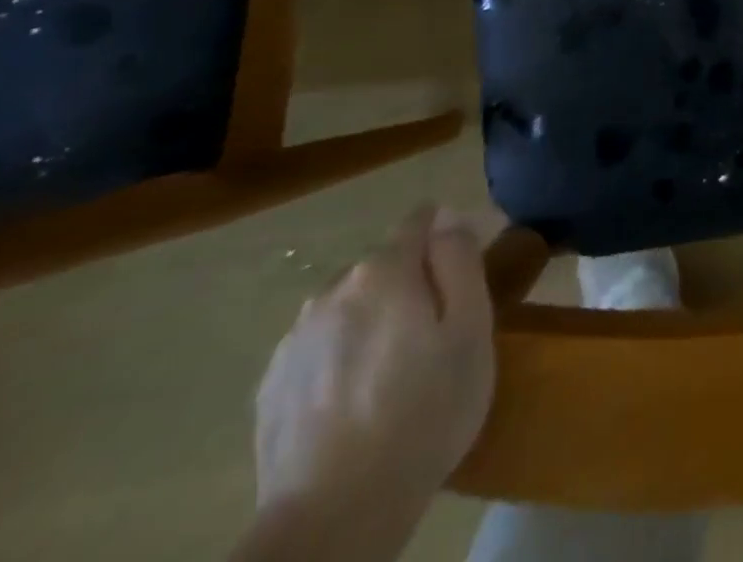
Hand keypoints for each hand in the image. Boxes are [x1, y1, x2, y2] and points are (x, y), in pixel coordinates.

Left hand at [245, 206, 502, 557]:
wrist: (332, 521)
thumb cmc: (423, 413)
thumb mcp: (472, 328)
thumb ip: (460, 261)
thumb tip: (447, 222)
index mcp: (384, 270)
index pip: (420, 220)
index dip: (446, 238)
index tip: (461, 278)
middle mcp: (333, 289)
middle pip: (384, 266)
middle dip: (410, 285)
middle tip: (434, 339)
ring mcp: (294, 340)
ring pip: (350, 308)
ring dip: (373, 322)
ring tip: (393, 377)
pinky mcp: (271, 388)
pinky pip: (321, 350)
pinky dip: (342, 360)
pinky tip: (355, 405)